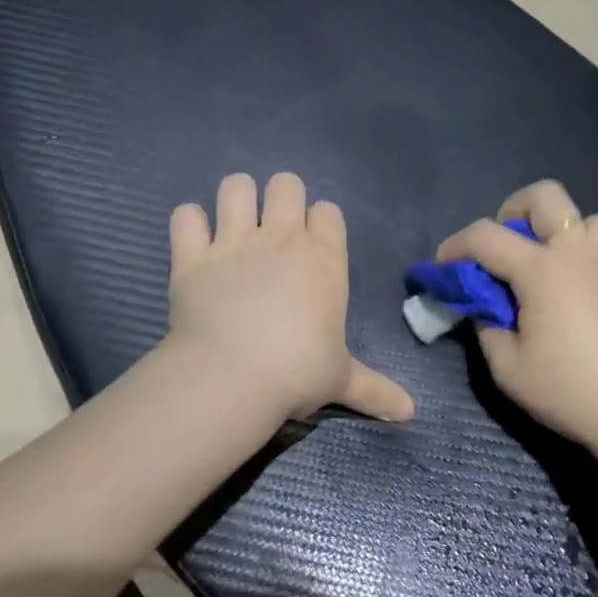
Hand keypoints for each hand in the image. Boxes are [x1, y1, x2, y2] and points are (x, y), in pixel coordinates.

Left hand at [167, 173, 414, 423]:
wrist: (232, 377)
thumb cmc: (297, 373)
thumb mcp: (341, 381)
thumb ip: (375, 390)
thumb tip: (412, 412)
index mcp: (324, 260)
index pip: (328, 211)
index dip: (320, 223)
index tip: (313, 246)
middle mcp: (281, 239)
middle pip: (285, 184)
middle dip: (281, 198)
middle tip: (273, 230)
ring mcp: (234, 242)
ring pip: (235, 187)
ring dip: (236, 199)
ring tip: (234, 225)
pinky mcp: (192, 255)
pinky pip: (186, 216)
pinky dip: (189, 224)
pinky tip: (194, 242)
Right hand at [438, 180, 597, 450]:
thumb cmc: (569, 392)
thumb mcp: (507, 368)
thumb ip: (486, 326)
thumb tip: (484, 306)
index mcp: (543, 270)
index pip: (486, 236)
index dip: (455, 246)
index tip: (443, 266)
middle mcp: (579, 251)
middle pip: (544, 196)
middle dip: (512, 211)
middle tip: (504, 249)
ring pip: (583, 216)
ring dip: (557, 230)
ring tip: (547, 265)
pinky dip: (584, 249)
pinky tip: (578, 285)